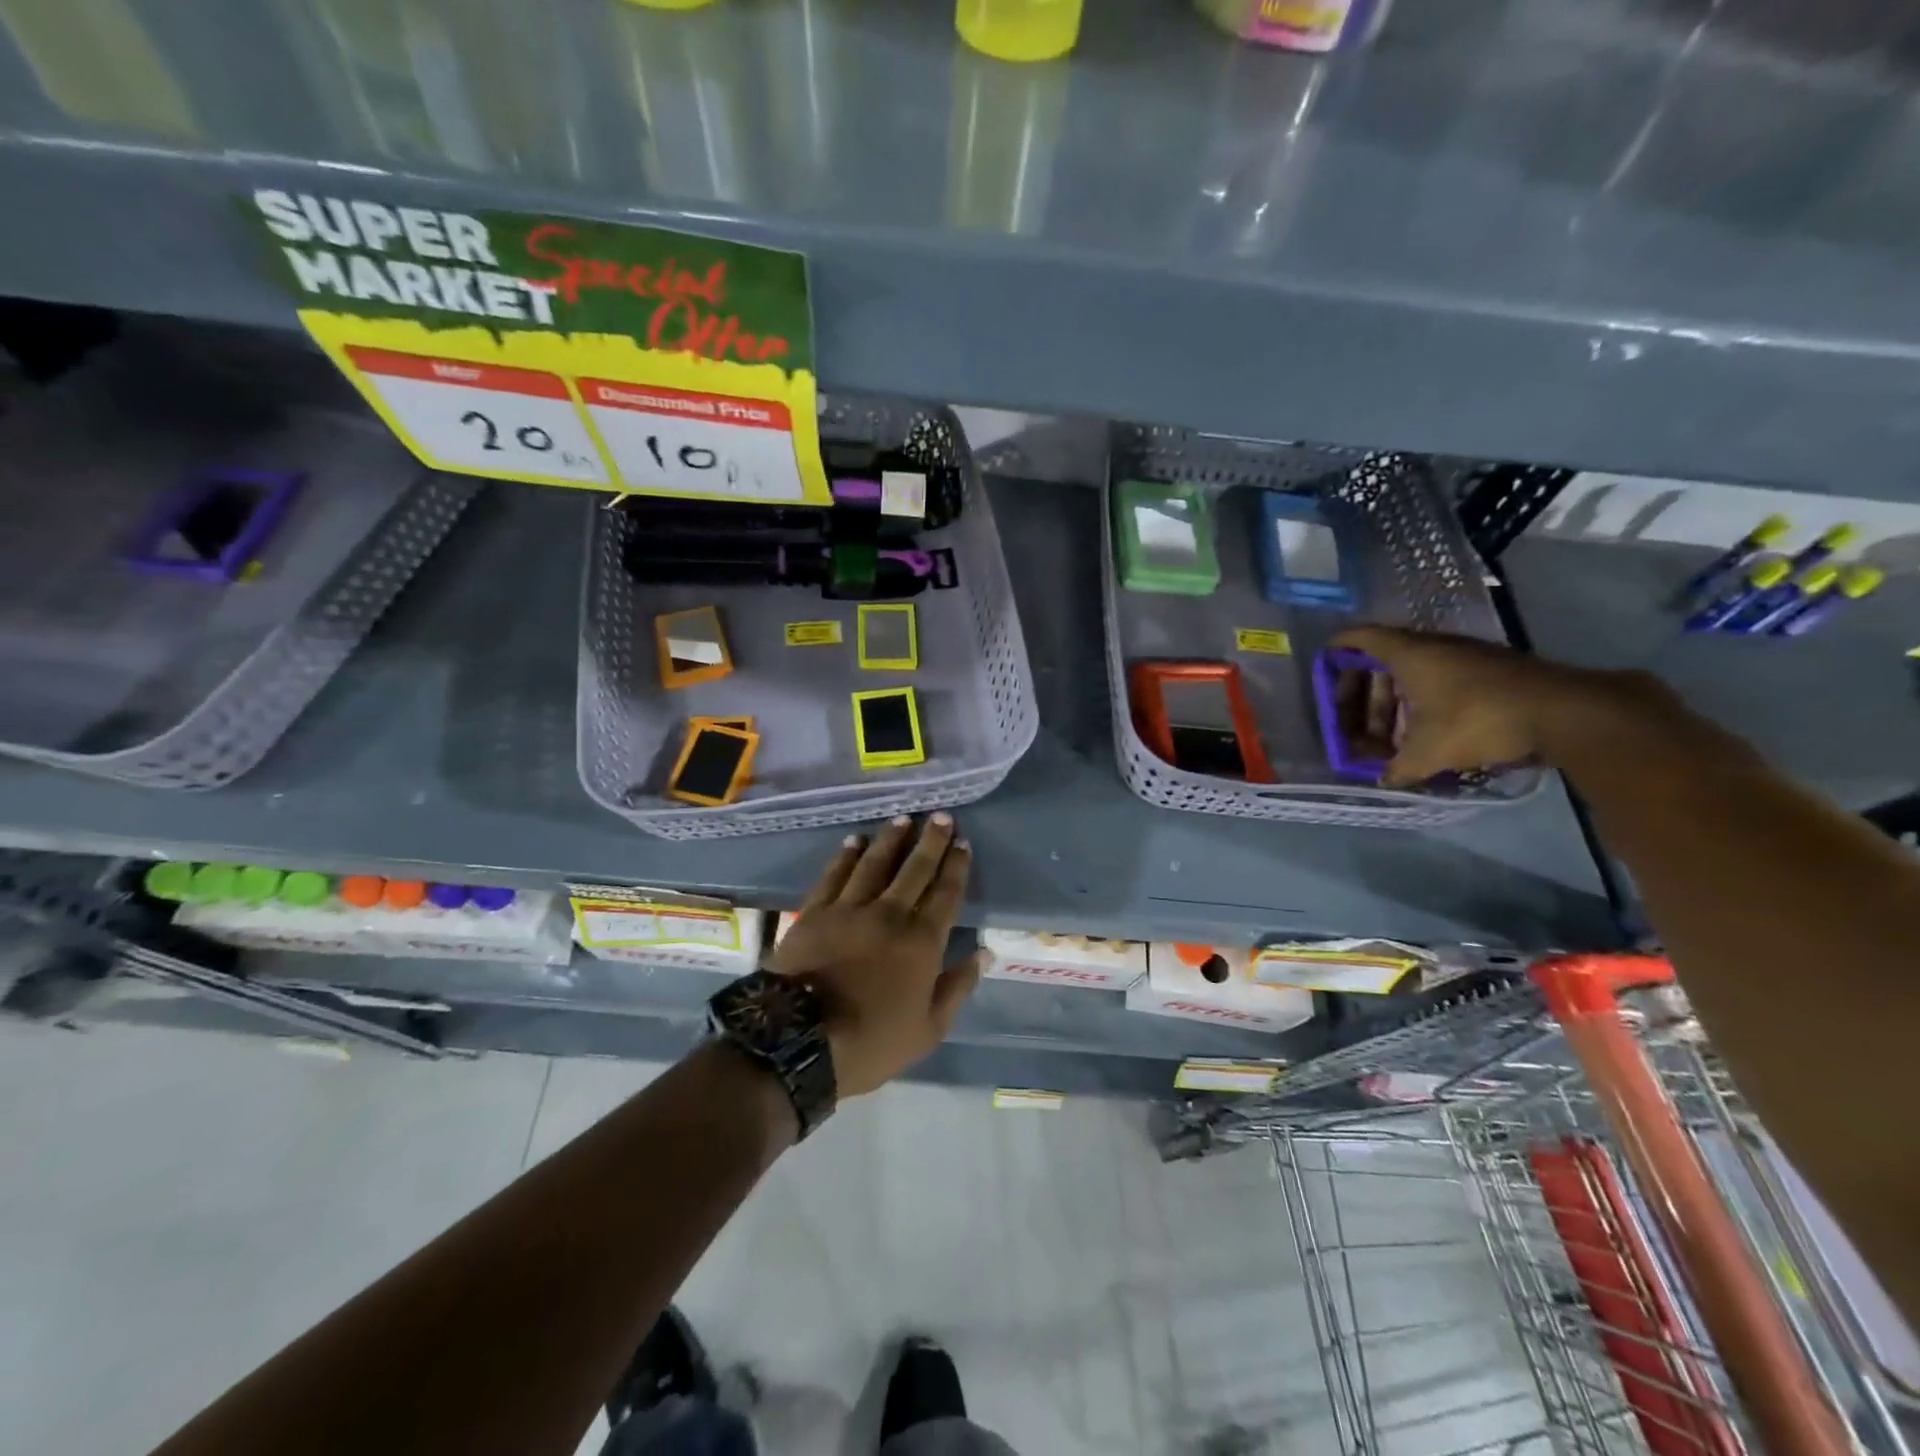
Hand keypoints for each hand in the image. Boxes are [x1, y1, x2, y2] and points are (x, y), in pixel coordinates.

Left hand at [768, 814, 983, 1097]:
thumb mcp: (928, 1030)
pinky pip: (834, 875)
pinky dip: (846, 856)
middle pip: (914, 870)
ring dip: (891, 839)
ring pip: (875, 864)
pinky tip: (854, 841)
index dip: (956, 867)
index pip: (945, 895)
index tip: (963, 843)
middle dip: (930, 841)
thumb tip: (985, 952)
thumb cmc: (871, 1041)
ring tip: (902, 819)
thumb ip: (957, 987)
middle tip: (940, 816)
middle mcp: (889, 915)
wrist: (799, 1041)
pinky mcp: (815, 912)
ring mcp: (849, 910)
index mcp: (921, 942)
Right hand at [1330, 625, 1665, 787]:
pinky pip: (1443, 679)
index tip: (1324, 667)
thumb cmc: (1479, 721)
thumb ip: (1396, 768)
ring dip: (1398, 701)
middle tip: (1358, 723)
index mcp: (1409, 655)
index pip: (1359, 639)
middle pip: (1384, 661)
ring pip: (1416, 672)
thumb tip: (1383, 781)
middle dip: (1366, 694)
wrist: (1567, 712)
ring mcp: (1466, 655)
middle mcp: (1434, 647)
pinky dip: (1426, 702)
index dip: (1338, 652)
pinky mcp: (1492, 670)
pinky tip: (1430, 732)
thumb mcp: (1427, 753)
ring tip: (1392, 736)